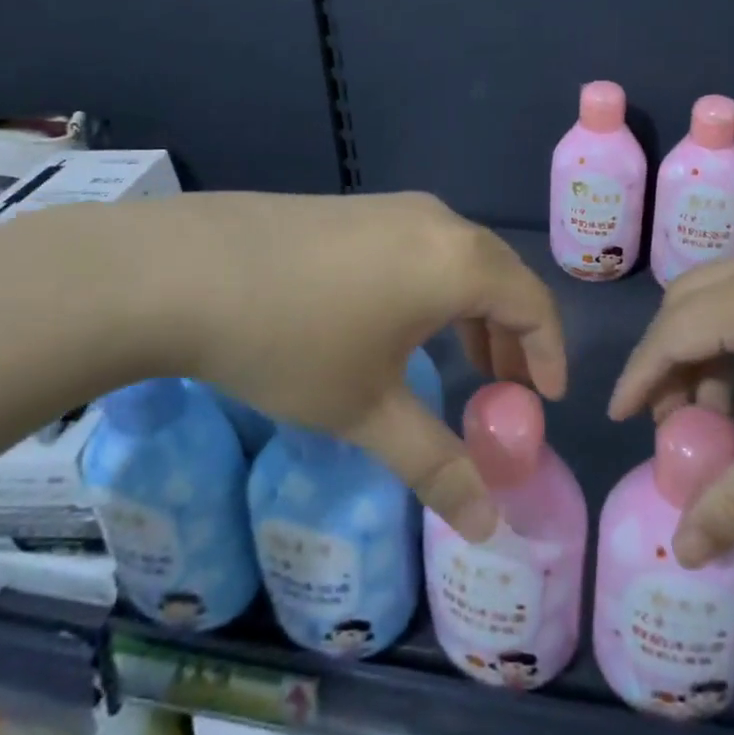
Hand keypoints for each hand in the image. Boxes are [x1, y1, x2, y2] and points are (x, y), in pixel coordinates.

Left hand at [99, 191, 565, 541]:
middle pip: (501, 276)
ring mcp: (394, 207)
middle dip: (514, 335)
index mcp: (459, 262)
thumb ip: (436, 465)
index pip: (534, 304)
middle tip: (507, 389)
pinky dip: (436, 286)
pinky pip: (422, 246)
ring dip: (474, 310)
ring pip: (459, 258)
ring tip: (463, 359)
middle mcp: (438, 222)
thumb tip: (488, 527)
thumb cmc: (292, 341)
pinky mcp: (356, 208)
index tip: (547, 400)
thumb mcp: (366, 410)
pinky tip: (401, 321)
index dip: (550, 353)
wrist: (183, 270)